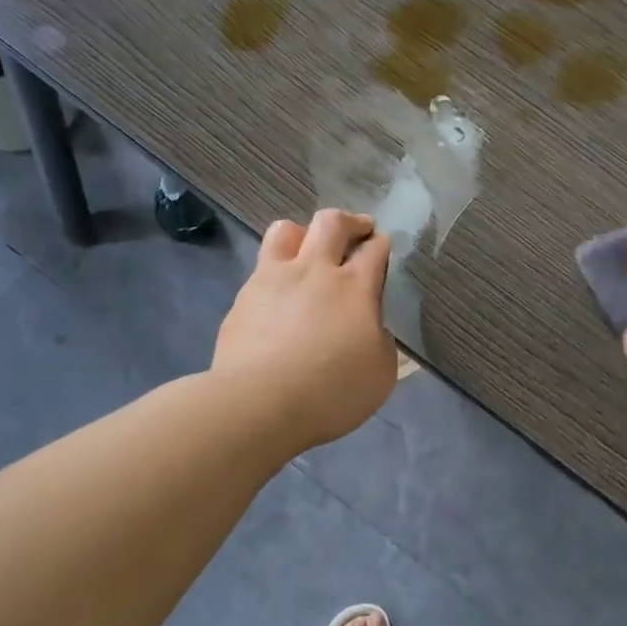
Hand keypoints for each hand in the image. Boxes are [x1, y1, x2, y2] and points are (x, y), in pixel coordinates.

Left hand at [214, 209, 395, 450]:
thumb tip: (370, 327)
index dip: (383, 244)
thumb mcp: (381, 372)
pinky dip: (275, 275)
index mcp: (355, 287)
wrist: (260, 403)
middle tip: (358, 230)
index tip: (384, 245)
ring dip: (303, 234)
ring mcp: (272, 280)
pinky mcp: (242, 299)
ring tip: (308, 250)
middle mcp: (314, 270)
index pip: (375, 250)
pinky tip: (278, 298)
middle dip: (350, 222)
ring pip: (285, 231)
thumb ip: (380, 340)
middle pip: (331, 223)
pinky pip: (261, 271)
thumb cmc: (332, 391)